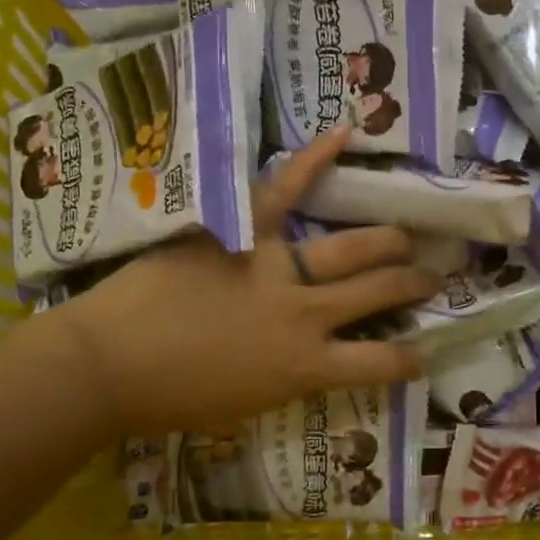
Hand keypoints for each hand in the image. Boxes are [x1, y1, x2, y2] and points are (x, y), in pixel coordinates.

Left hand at [39, 128, 439, 438]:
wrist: (108, 365)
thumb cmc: (172, 399)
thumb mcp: (247, 405)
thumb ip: (290, 378)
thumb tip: (311, 358)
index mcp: (306, 366)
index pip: (380, 364)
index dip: (411, 358)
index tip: (424, 351)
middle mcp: (307, 314)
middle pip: (378, 291)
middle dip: (413, 283)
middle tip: (430, 276)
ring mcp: (278, 268)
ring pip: (354, 247)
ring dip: (391, 241)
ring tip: (408, 237)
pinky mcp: (244, 231)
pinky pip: (284, 189)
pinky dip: (315, 159)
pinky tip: (346, 133)